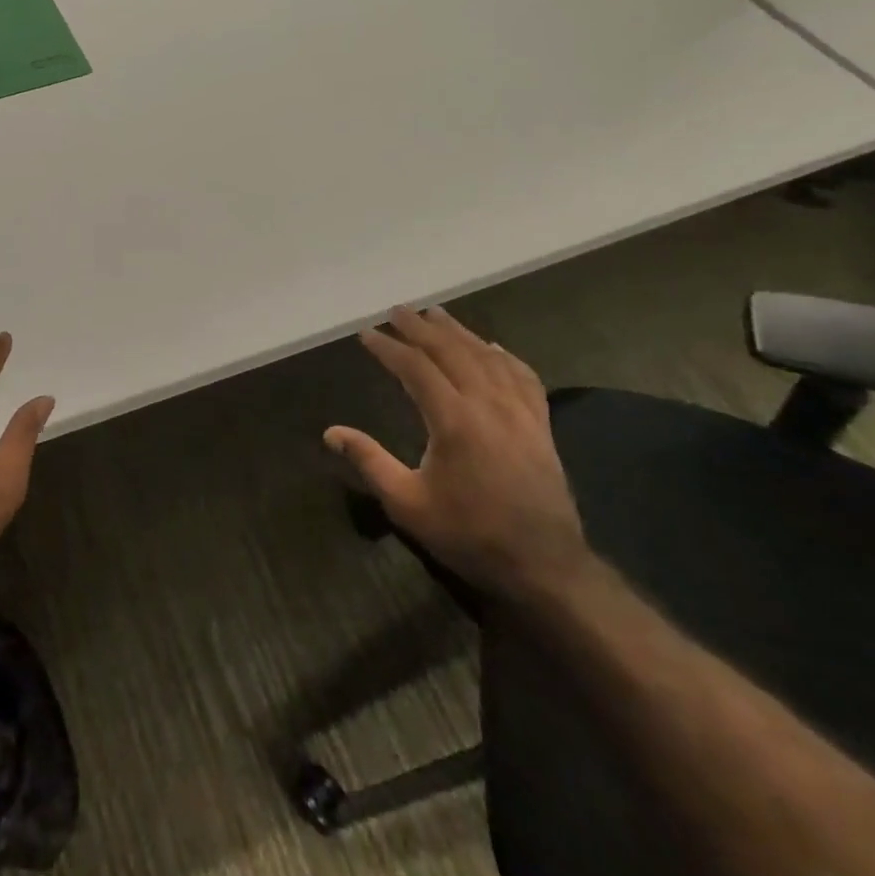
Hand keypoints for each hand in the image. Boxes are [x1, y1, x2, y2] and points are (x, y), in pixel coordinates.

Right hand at [326, 306, 588, 603]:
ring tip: (436, 314)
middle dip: (421, 328)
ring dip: (458, 332)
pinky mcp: (540, 424)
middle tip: (397, 310)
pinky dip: (504, 355)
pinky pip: (522, 376)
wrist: (544, 564)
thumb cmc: (469, 534)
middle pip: (451, 351)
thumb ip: (369, 461)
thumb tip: (330, 432)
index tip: (367, 334)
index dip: (389, 348)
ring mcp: (520, 411)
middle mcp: (488, 404)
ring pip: (486, 356)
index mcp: (454, 420)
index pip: (415, 368)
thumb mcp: (408, 503)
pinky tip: (493, 347)